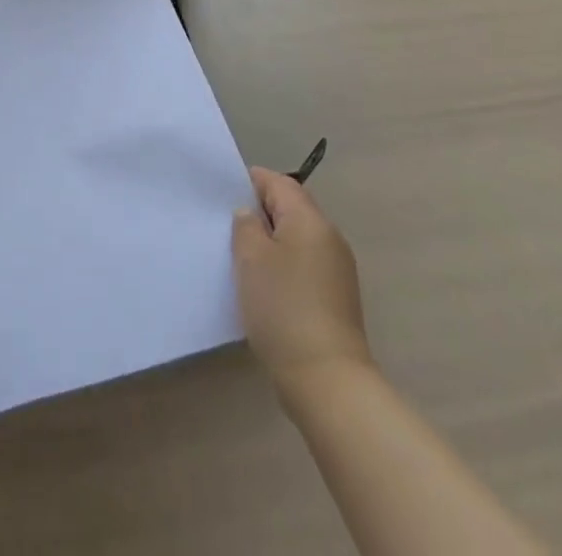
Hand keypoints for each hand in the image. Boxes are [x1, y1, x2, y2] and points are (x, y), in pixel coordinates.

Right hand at [233, 167, 371, 399]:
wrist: (327, 380)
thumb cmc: (284, 308)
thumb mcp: (251, 259)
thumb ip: (246, 226)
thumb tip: (251, 214)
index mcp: (310, 220)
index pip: (279, 183)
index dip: (252, 181)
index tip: (224, 193)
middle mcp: (329, 237)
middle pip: (292, 208)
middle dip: (261, 212)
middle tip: (228, 225)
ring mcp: (337, 269)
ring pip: (298, 238)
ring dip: (272, 241)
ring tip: (242, 256)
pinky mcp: (336, 298)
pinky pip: (305, 265)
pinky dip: (284, 265)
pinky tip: (265, 286)